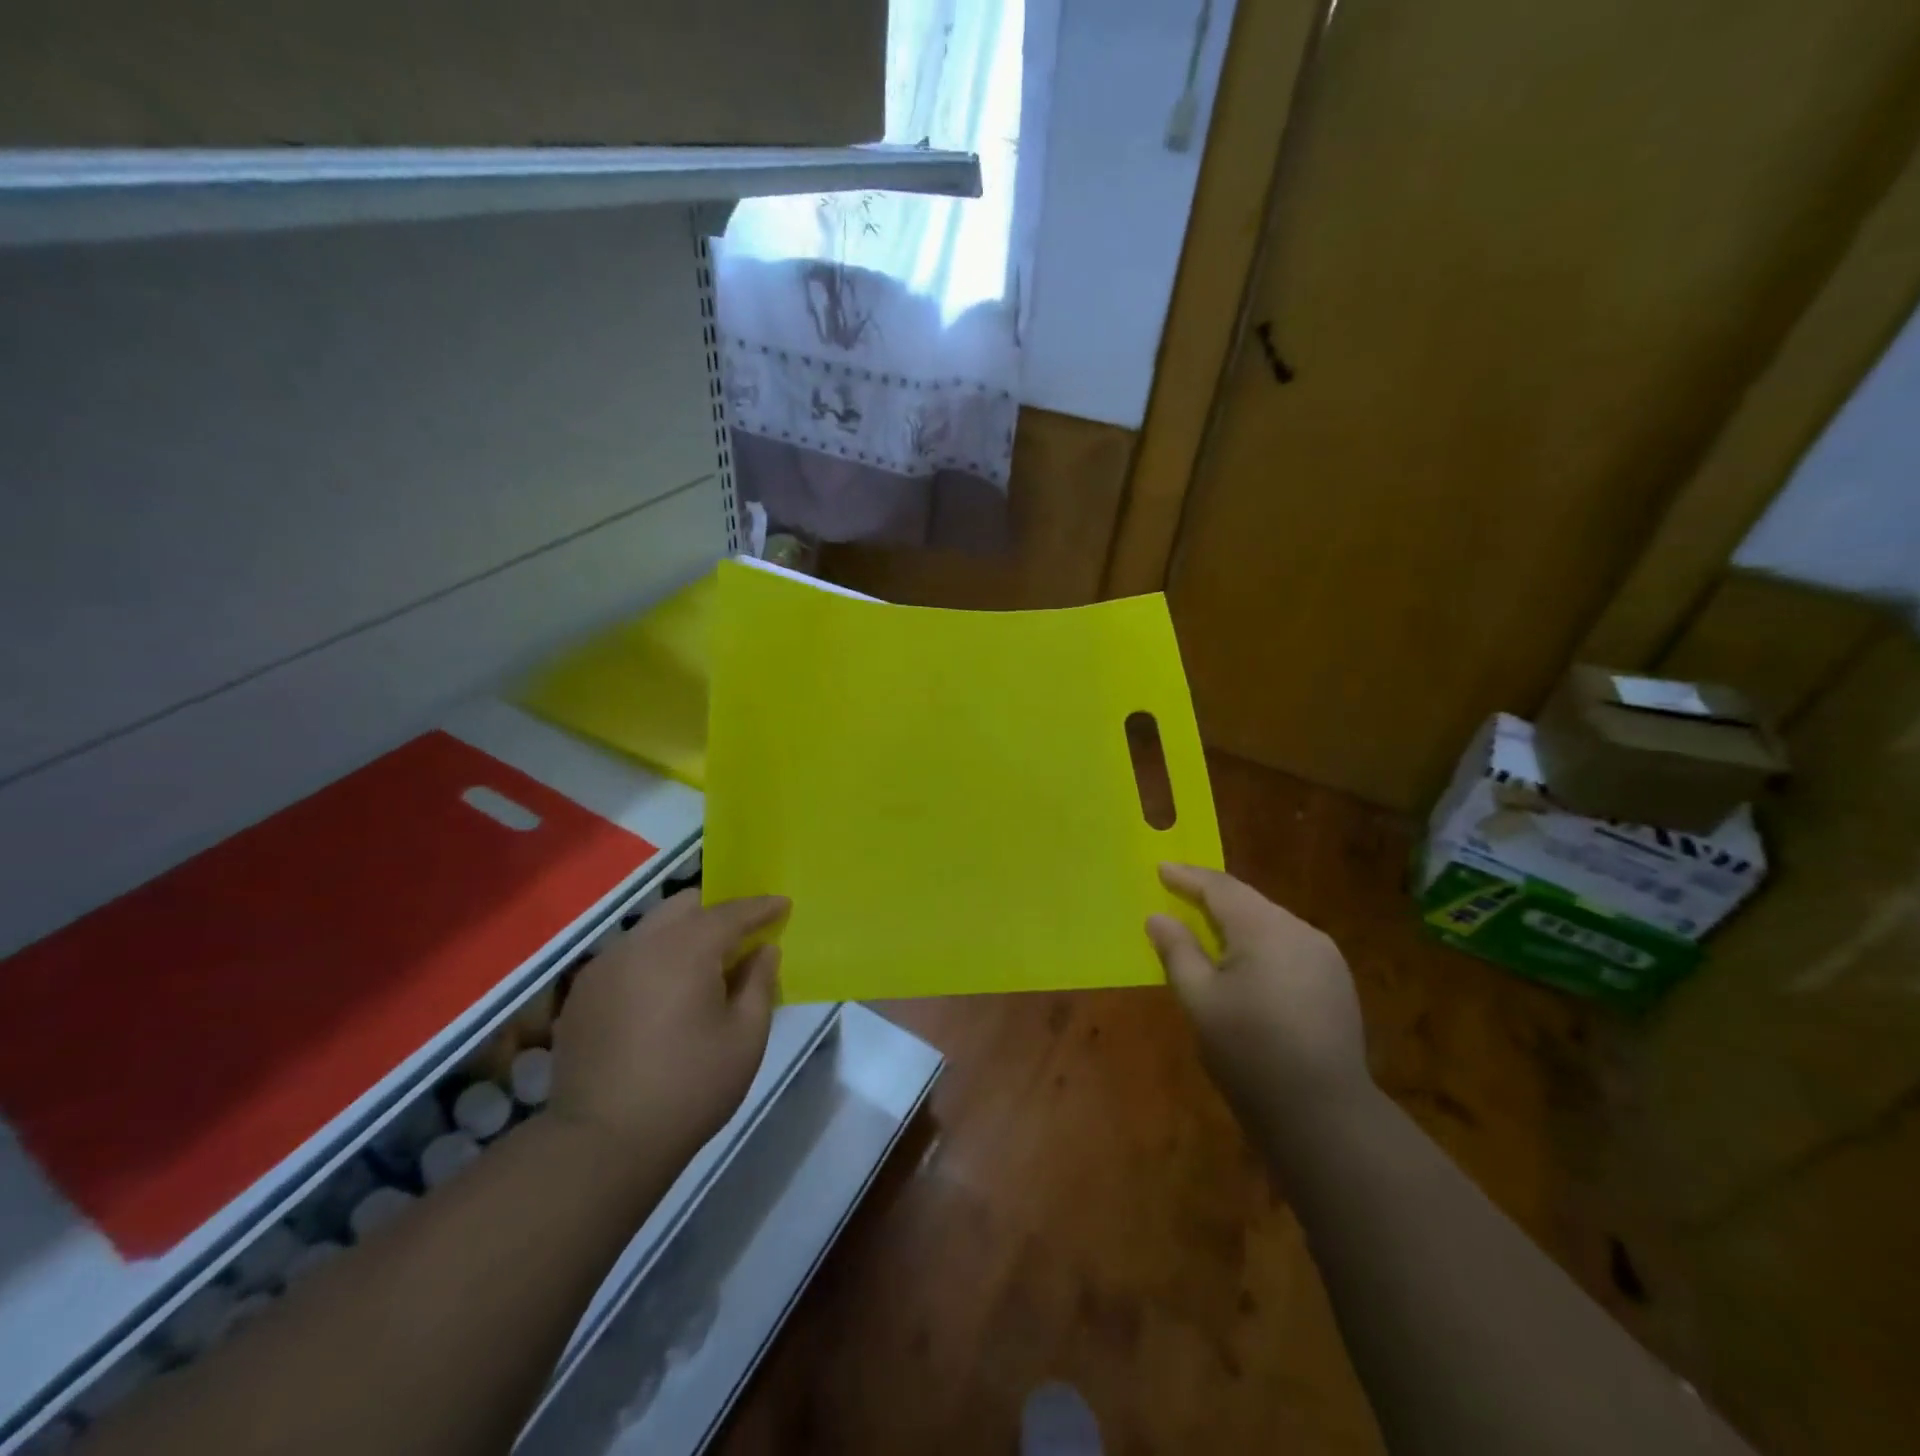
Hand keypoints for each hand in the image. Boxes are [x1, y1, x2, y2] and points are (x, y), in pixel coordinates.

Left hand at [551, 890, 785, 1167]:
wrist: (602, 1142)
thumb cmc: (690, 1088)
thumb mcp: (745, 1037)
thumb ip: (759, 983)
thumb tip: (764, 950)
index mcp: (686, 949)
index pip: (731, 912)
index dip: (761, 907)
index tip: (783, 904)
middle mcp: (642, 943)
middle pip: (686, 905)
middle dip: (718, 910)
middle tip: (743, 932)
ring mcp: (605, 965)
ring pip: (653, 926)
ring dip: (684, 932)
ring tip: (704, 962)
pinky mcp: (583, 992)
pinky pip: (629, 954)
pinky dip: (655, 956)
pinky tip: (664, 989)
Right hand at [1147, 864, 1369, 1135]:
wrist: (1325, 1115)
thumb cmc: (1250, 1053)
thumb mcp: (1200, 1001)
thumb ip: (1177, 951)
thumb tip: (1158, 917)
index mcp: (1265, 929)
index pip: (1220, 888)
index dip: (1187, 877)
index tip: (1161, 867)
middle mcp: (1301, 931)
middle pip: (1248, 901)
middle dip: (1212, 896)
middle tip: (1179, 892)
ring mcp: (1325, 957)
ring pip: (1270, 923)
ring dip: (1237, 920)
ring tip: (1206, 926)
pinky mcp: (1335, 982)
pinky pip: (1288, 945)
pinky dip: (1259, 943)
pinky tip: (1245, 961)